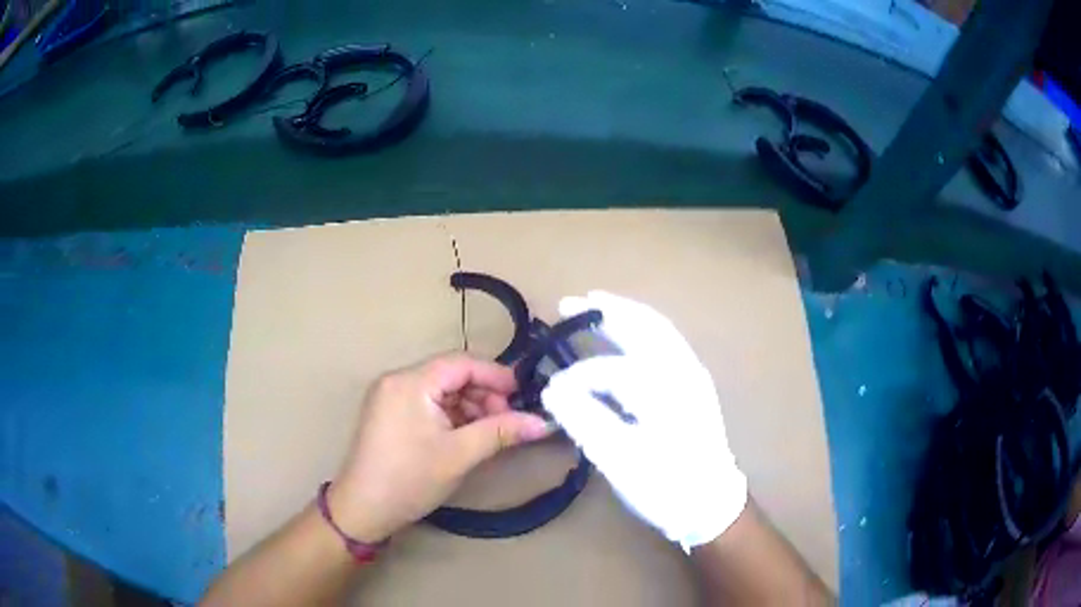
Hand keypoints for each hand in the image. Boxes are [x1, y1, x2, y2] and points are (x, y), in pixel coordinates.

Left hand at [328, 353, 554, 542]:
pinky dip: (451, 415)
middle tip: (508, 420)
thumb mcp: (460, 455)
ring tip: (491, 432)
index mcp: (410, 382)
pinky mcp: (389, 414)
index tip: (523, 395)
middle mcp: (397, 380)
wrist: (363, 509)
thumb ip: (501, 432)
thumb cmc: (410, 479)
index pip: (461, 362)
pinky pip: (427, 403)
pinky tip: (467, 435)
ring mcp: (390, 397)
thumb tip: (543, 422)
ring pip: (440, 390)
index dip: (496, 375)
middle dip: (483, 394)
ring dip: (469, 406)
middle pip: (450, 374)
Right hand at [541, 291, 746, 549]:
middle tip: (568, 302)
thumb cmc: (667, 485)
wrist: (712, 504)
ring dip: (623, 315)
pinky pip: (663, 344)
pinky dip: (639, 332)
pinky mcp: (694, 386)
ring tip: (593, 307)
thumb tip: (553, 390)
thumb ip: (585, 419)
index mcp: (665, 385)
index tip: (550, 392)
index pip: (608, 369)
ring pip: (656, 330)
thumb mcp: (621, 459)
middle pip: (643, 324)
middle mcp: (683, 369)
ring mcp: (692, 375)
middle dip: (604, 310)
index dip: (574, 379)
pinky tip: (623, 339)